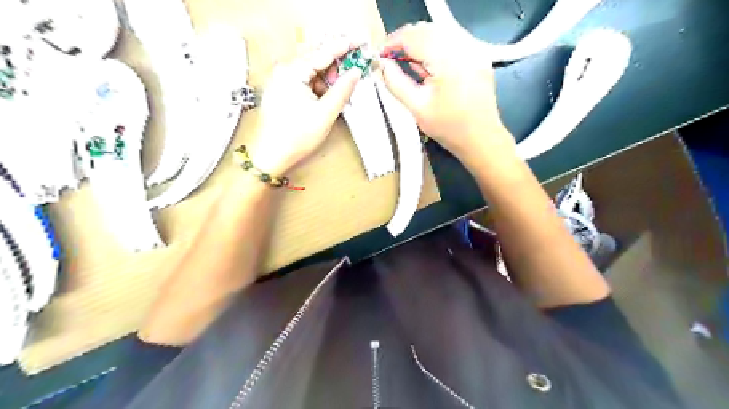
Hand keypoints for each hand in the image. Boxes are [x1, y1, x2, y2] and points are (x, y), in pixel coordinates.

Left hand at [246, 36, 362, 173]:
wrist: (270, 156)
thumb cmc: (296, 137)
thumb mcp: (324, 114)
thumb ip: (341, 91)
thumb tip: (356, 72)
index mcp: (292, 72)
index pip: (323, 52)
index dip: (344, 46)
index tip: (360, 42)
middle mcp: (283, 70)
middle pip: (315, 58)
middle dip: (335, 63)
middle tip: (353, 69)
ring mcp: (279, 79)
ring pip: (309, 70)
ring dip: (326, 76)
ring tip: (339, 88)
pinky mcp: (279, 90)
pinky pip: (302, 80)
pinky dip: (316, 85)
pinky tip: (324, 96)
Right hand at [378, 20, 513, 168]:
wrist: (481, 138)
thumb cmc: (448, 127)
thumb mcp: (417, 108)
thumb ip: (396, 83)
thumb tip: (382, 64)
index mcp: (448, 60)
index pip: (414, 37)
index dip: (393, 42)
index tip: (380, 55)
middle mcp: (464, 47)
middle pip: (427, 29)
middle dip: (406, 40)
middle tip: (391, 58)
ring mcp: (474, 49)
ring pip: (440, 31)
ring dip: (420, 41)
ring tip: (408, 61)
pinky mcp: (479, 54)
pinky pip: (452, 39)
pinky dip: (435, 45)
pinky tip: (428, 63)